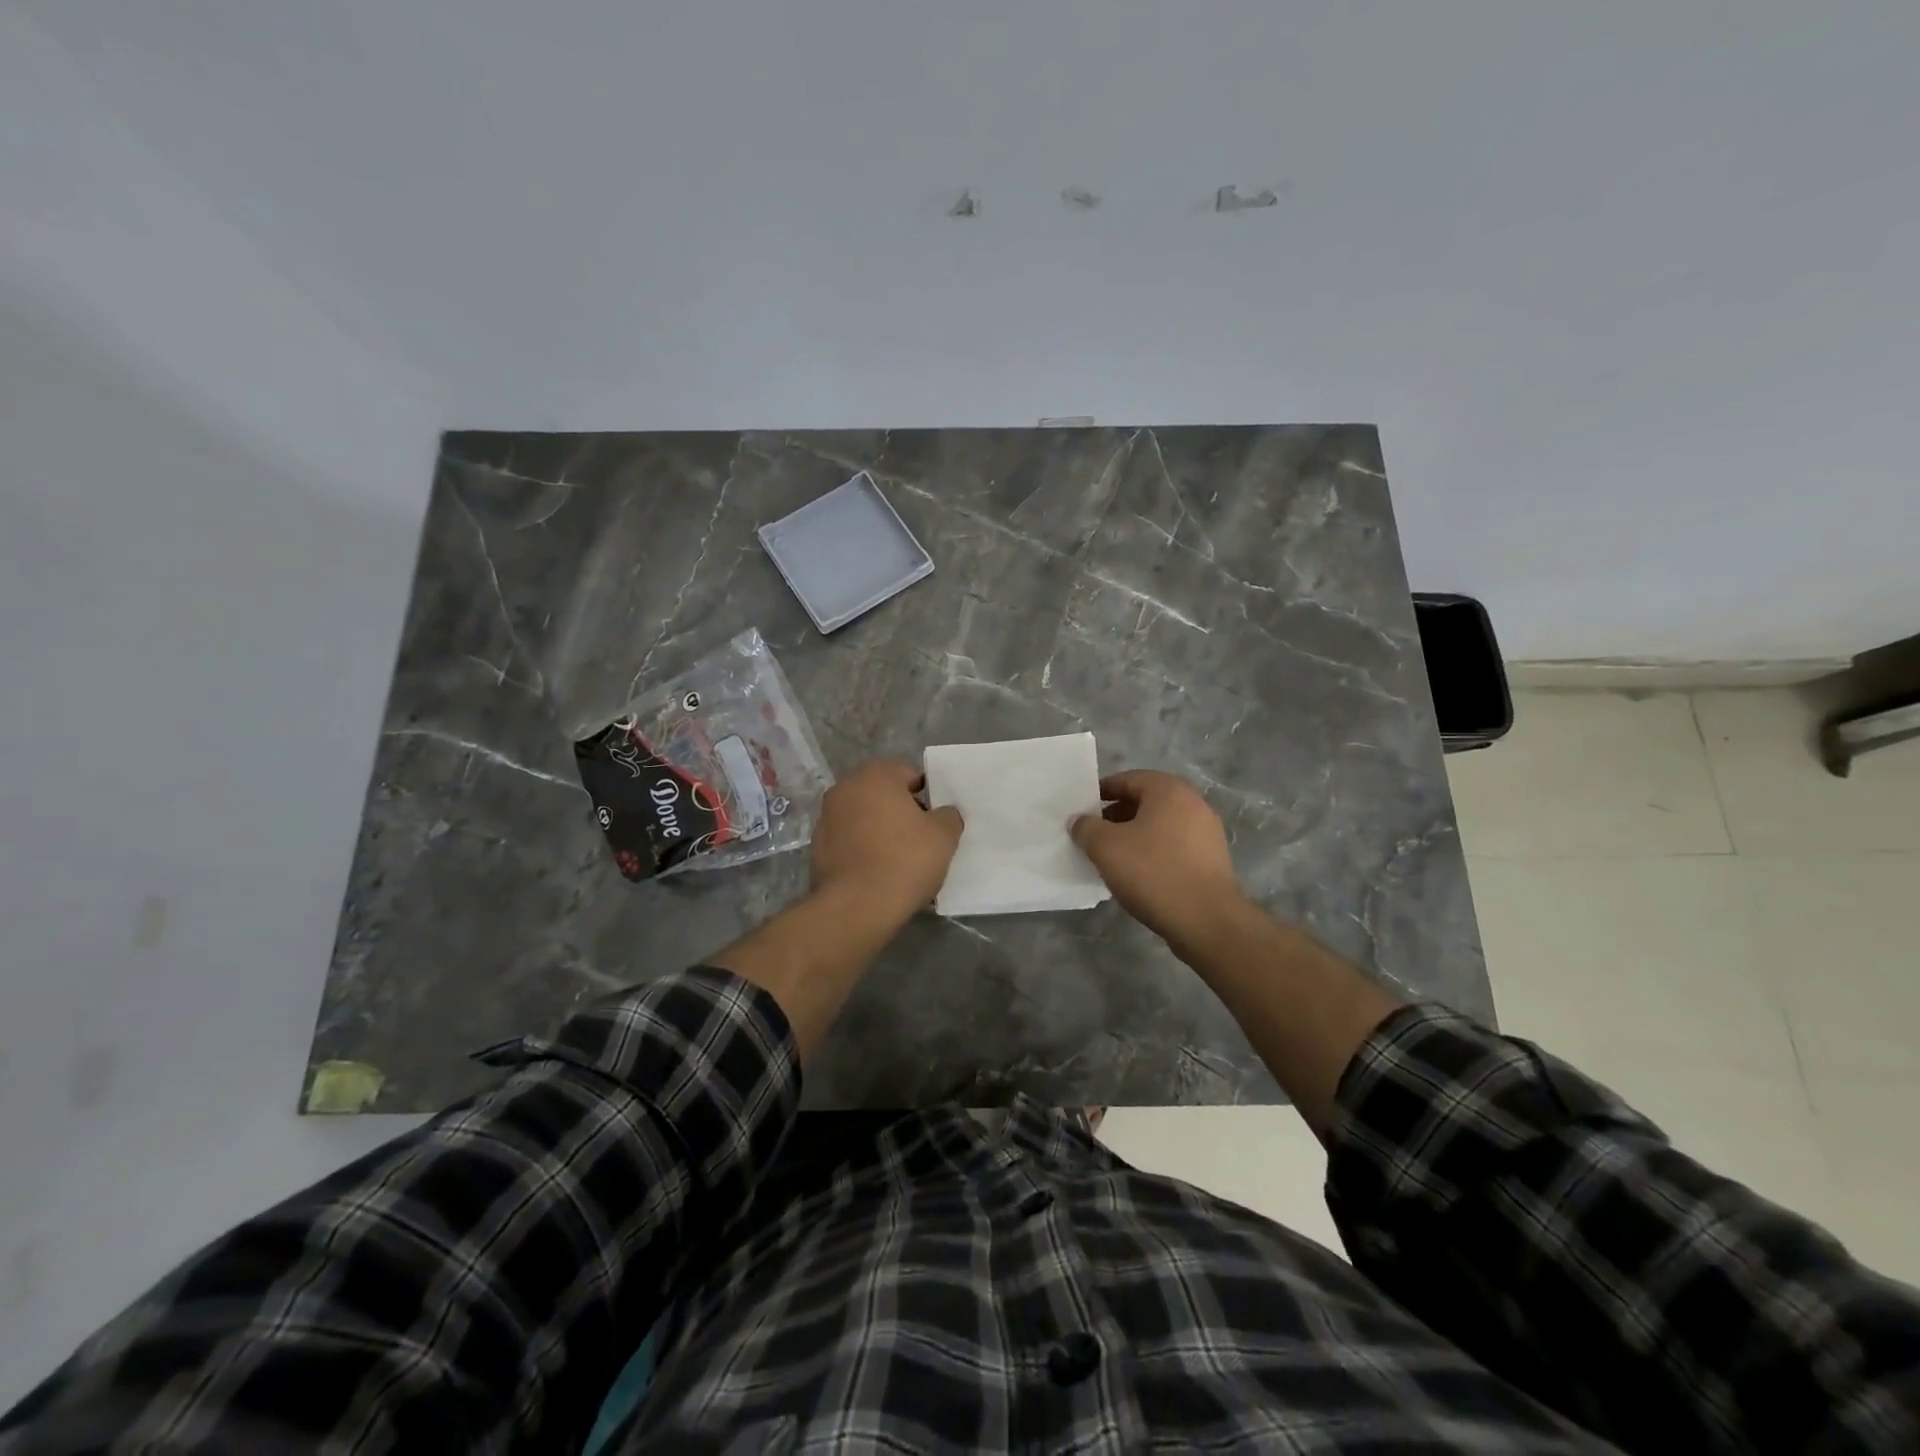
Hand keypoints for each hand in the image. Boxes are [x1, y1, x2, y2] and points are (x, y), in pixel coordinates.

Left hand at [810, 760, 963, 920]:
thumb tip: (942, 814)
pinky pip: (850, 840)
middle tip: (921, 839)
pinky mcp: (817, 846)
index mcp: (876, 775)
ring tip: (899, 859)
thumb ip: (948, 815)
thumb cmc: (904, 861)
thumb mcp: (944, 835)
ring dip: (881, 829)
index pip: (910, 773)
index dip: (928, 795)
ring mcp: (826, 817)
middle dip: (902, 811)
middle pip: (883, 793)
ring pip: (865, 816)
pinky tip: (877, 872)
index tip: (936, 820)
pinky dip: (863, 848)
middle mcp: (845, 788)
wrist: (856, 907)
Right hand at [1070, 770, 1245, 951]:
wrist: (1207, 921)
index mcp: (1168, 789)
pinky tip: (1139, 874)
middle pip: (1145, 801)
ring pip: (1160, 825)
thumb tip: (1079, 820)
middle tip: (1093, 835)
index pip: (1127, 779)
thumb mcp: (1106, 847)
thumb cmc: (1153, 873)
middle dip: (1116, 815)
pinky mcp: (1212, 859)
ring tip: (1112, 857)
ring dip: (1134, 835)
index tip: (1081, 811)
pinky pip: (1174, 845)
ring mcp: (1207, 831)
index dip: (1100, 793)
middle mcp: (1193, 802)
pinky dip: (1153, 852)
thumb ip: (1086, 828)